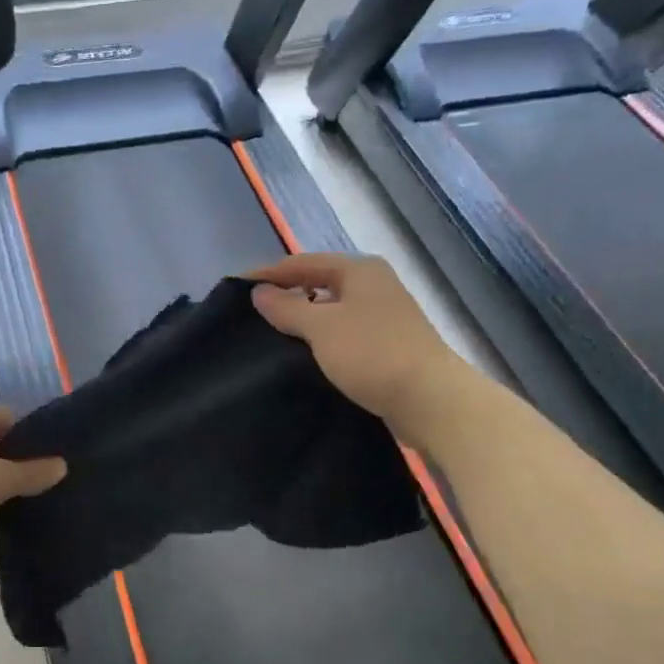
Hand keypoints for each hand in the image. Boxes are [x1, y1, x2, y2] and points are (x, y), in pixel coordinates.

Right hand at [249, 253, 453, 421]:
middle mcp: (372, 285)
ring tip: (269, 335)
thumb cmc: (372, 354)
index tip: (233, 288)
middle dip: (284, 295)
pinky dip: (319, 338)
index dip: (266, 274)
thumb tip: (259, 292)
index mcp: (359, 270)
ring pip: (329, 309)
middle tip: (249, 314)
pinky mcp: (385, 344)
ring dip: (301, 319)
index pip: (301, 262)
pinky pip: (341, 332)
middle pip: (317, 282)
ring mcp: (382, 315)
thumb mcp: (321, 327)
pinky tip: (302, 354)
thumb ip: (286, 307)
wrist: (431, 400)